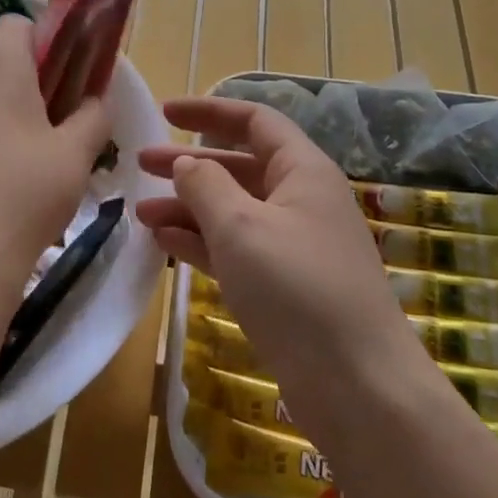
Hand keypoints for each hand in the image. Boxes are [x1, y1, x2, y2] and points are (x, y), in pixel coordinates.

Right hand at [136, 97, 427, 444]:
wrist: (358, 386)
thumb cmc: (296, 287)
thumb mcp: (240, 226)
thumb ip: (206, 185)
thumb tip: (187, 163)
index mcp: (302, 171)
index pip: (254, 122)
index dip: (209, 111)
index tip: (165, 112)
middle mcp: (300, 201)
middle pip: (238, 167)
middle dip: (189, 164)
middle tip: (140, 164)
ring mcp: (293, 246)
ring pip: (233, 211)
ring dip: (188, 208)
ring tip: (141, 214)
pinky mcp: (284, 286)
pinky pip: (236, 249)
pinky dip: (201, 243)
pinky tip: (165, 244)